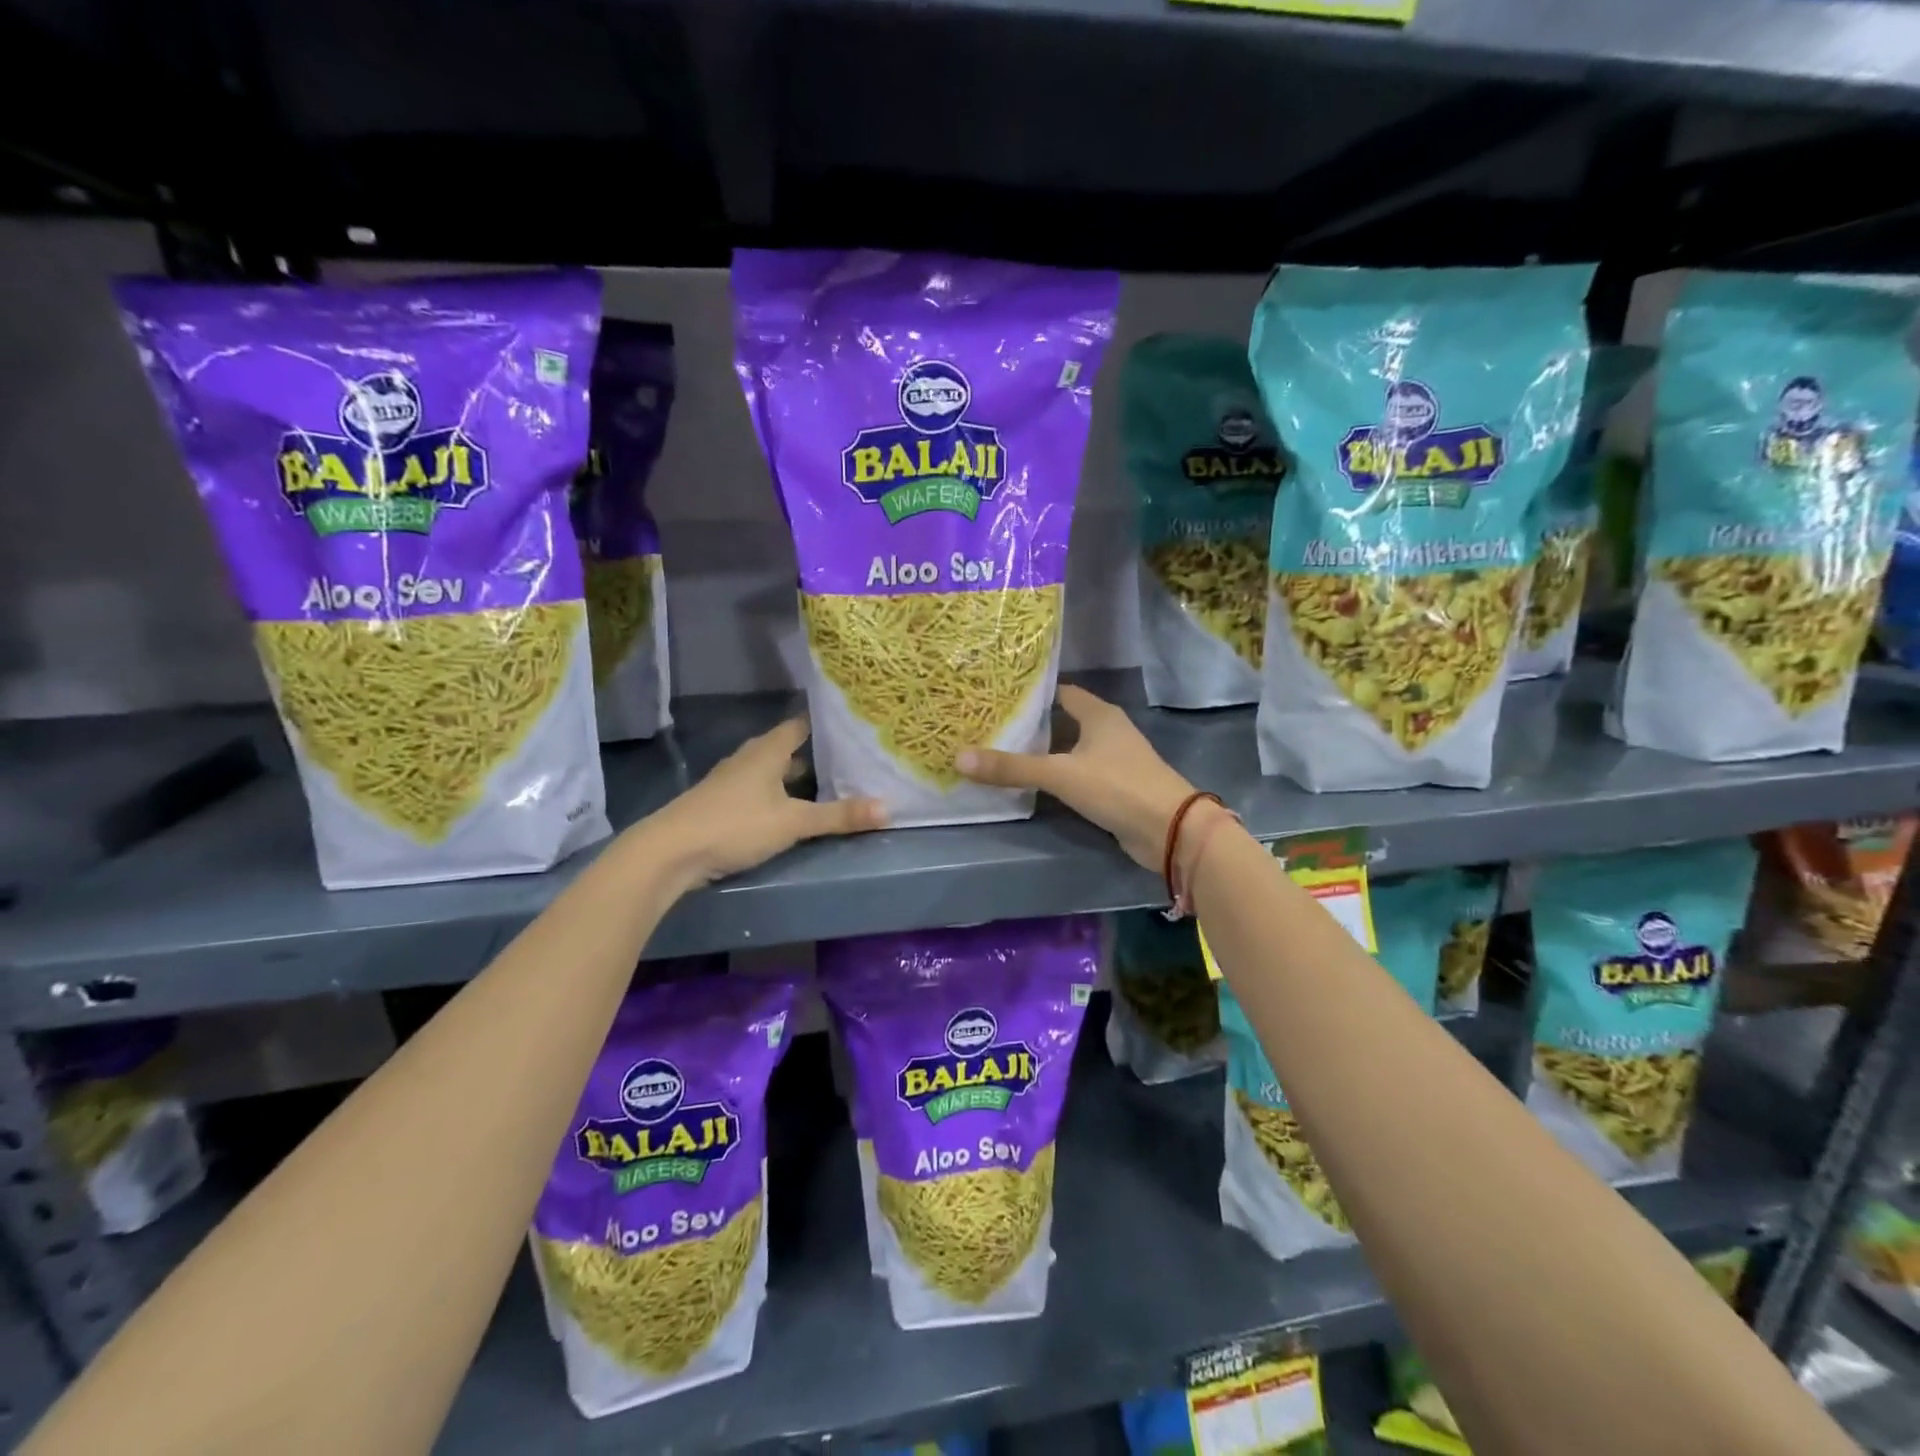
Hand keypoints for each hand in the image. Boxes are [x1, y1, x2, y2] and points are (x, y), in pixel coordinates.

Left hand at [648, 718, 886, 888]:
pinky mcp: (720, 805)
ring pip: (770, 771)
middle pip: (785, 748)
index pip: (799, 725)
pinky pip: (758, 791)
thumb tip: (888, 808)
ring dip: (794, 776)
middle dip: (814, 752)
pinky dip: (777, 794)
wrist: (669, 852)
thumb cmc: (735, 825)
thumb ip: (838, 816)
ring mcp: (730, 782)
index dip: (823, 723)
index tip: (850, 723)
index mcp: (766, 752)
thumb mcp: (793, 822)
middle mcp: (748, 760)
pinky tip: (789, 810)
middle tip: (848, 756)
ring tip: (826, 782)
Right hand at [956, 685, 1197, 871]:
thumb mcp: (1059, 774)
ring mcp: (1114, 760)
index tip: (998, 698)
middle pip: (1063, 721)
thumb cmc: (1117, 786)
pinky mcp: (1115, 788)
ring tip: (1002, 753)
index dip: (1031, 695)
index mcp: (1099, 714)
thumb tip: (959, 757)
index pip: (1060, 693)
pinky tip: (1032, 785)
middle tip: (991, 727)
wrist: (1169, 830)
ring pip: (1070, 750)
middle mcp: (1108, 731)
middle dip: (1031, 725)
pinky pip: (1078, 775)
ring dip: (1043, 754)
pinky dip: (1057, 777)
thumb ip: (1012, 768)